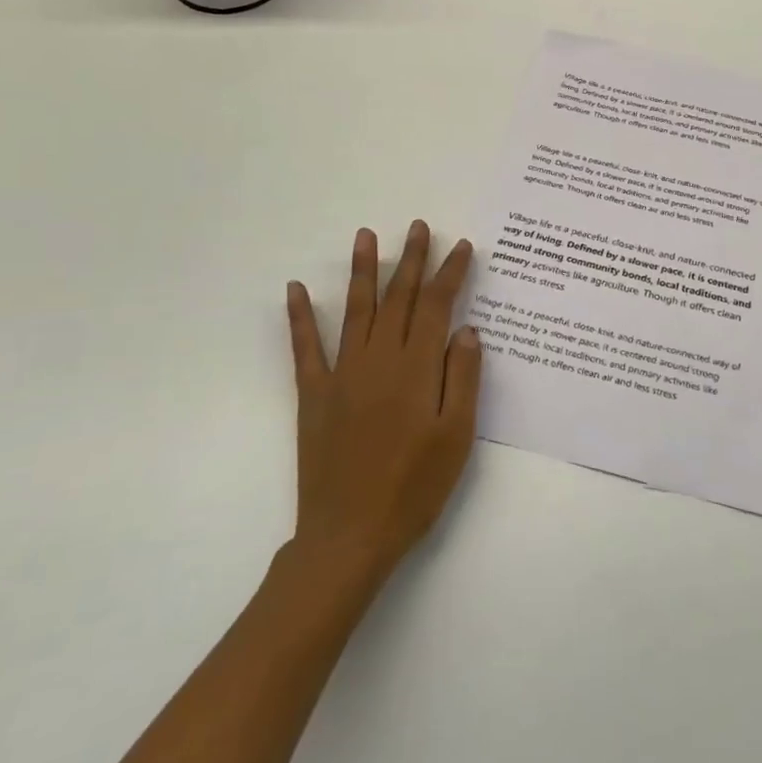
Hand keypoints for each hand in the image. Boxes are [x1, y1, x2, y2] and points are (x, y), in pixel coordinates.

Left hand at [281, 221, 482, 597]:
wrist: (350, 535)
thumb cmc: (415, 488)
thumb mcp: (457, 436)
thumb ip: (463, 378)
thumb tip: (466, 329)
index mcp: (417, 369)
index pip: (436, 307)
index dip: (449, 274)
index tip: (460, 247)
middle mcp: (378, 360)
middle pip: (398, 299)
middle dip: (411, 260)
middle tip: (419, 226)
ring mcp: (342, 375)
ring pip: (356, 311)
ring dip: (363, 271)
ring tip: (366, 236)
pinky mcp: (314, 395)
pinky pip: (305, 348)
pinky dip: (300, 318)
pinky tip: (295, 290)